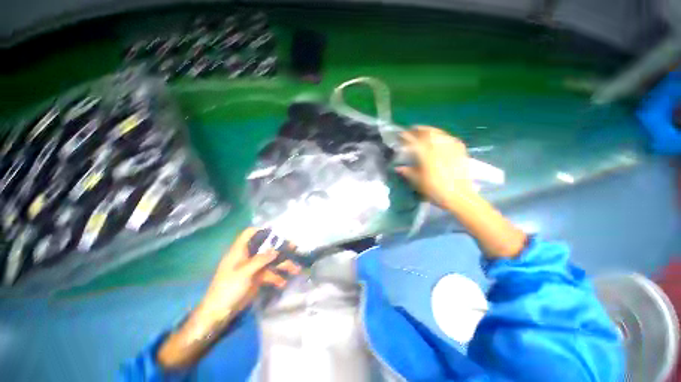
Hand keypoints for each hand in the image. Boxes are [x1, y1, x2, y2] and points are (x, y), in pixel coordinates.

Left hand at [197, 227, 300, 325]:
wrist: (219, 312)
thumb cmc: (228, 288)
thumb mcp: (244, 272)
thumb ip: (261, 259)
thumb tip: (276, 249)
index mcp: (240, 250)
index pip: (250, 233)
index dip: (262, 230)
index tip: (277, 231)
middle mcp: (248, 256)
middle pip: (266, 247)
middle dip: (280, 247)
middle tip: (294, 247)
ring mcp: (253, 267)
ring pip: (271, 261)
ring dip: (283, 265)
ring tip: (296, 269)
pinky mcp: (257, 278)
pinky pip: (270, 274)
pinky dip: (277, 278)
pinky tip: (283, 283)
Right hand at [396, 126, 475, 210]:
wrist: (459, 196)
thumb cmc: (435, 190)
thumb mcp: (418, 182)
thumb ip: (408, 172)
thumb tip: (398, 167)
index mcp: (426, 154)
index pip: (413, 140)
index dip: (406, 136)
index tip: (400, 134)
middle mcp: (438, 147)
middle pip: (427, 132)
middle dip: (418, 129)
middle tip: (411, 130)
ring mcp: (451, 147)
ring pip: (439, 133)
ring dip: (429, 130)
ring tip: (424, 132)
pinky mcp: (460, 150)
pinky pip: (449, 137)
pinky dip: (442, 136)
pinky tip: (440, 139)